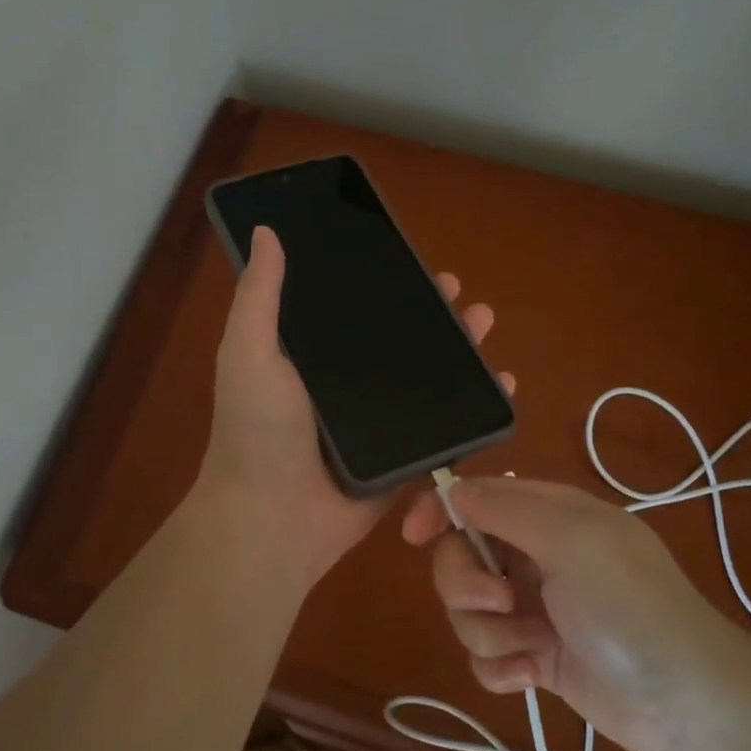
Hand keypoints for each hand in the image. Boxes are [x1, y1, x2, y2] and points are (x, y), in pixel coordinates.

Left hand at [198, 226, 514, 588]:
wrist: (273, 520)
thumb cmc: (258, 432)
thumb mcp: (248, 352)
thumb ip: (259, 295)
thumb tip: (266, 230)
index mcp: (310, 358)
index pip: (353, 309)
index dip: (382, 283)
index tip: (411, 259)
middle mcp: (346, 385)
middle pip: (398, 340)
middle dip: (431, 312)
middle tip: (458, 292)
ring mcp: (378, 423)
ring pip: (427, 378)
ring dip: (460, 350)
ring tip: (484, 321)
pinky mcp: (404, 459)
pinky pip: (445, 426)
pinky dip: (475, 406)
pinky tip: (503, 384)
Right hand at [401, 476, 750, 750]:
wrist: (689, 703)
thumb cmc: (629, 605)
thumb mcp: (571, 539)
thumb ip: (504, 509)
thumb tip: (452, 489)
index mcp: (548, 516)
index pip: (476, 498)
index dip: (440, 511)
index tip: (415, 535)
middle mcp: (537, 557)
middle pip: (461, 557)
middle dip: (466, 584)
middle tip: (502, 602)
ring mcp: (536, 610)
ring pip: (468, 611)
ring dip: (489, 632)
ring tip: (532, 646)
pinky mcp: (537, 658)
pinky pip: (486, 656)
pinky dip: (503, 667)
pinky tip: (533, 677)